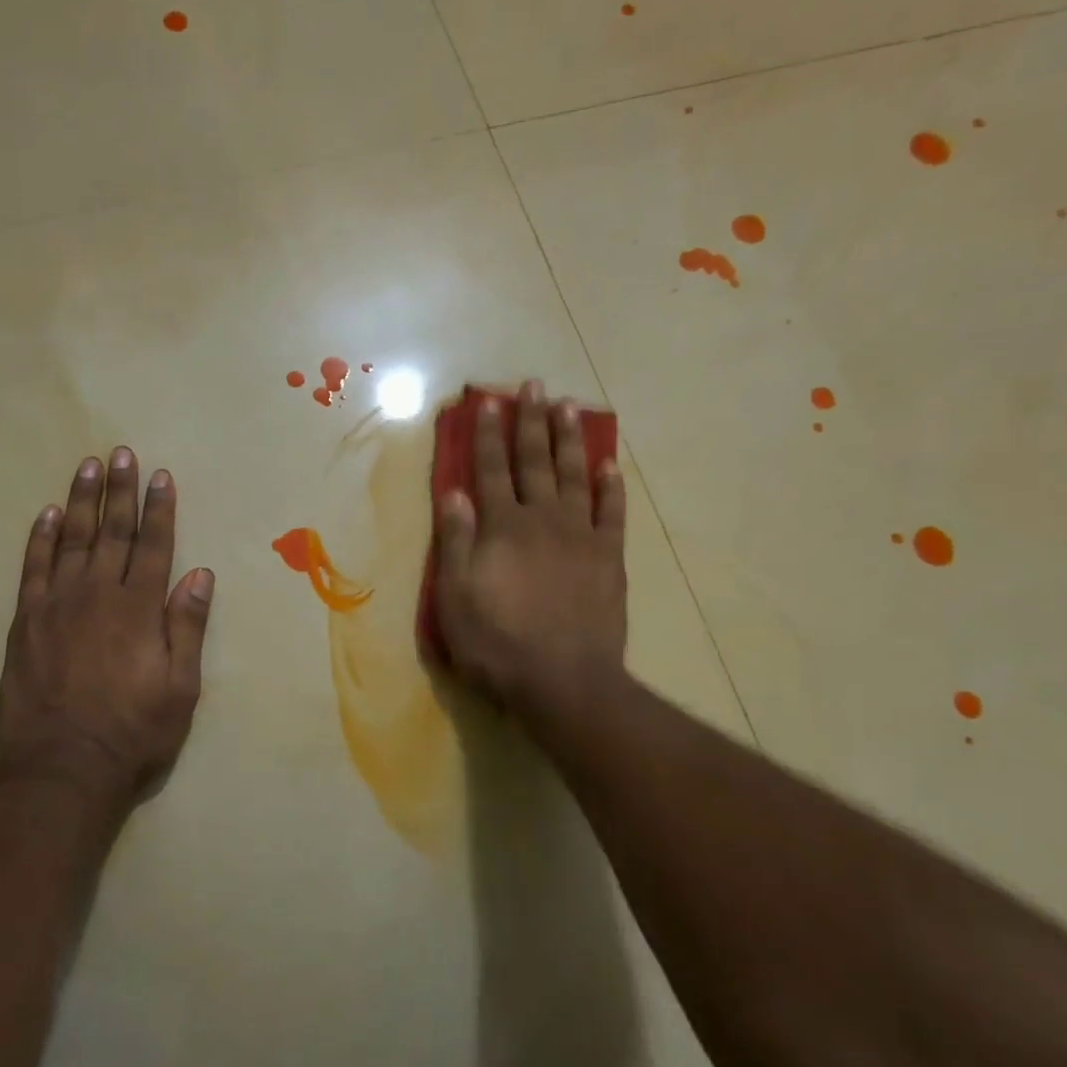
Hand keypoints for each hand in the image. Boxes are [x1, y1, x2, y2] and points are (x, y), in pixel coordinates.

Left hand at [0, 448, 213, 803]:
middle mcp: (98, 594)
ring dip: (80, 501)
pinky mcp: (25, 621)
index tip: (160, 475)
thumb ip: (187, 626)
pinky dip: (39, 538)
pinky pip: (32, 568)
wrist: (63, 766)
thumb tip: (199, 573)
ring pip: (70, 539)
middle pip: (112, 532)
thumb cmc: (134, 731)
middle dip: (120, 491)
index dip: (159, 509)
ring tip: (87, 467)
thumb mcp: (180, 687)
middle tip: (121, 453)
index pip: (154, 546)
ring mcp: (57, 605)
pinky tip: (45, 514)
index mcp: (139, 609)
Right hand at [432, 381, 627, 714]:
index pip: (490, 470)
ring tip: (568, 407)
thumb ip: (456, 541)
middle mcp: (542, 519)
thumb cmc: (497, 644)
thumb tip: (454, 491)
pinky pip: (612, 513)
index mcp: (502, 527)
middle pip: (534, 461)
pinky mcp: (609, 558)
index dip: (487, 434)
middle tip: (534, 384)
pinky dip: (611, 486)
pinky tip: (609, 464)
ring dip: (569, 440)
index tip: (488, 401)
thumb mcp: (455, 597)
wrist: (563, 681)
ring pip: (574, 476)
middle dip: (531, 421)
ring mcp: (580, 536)